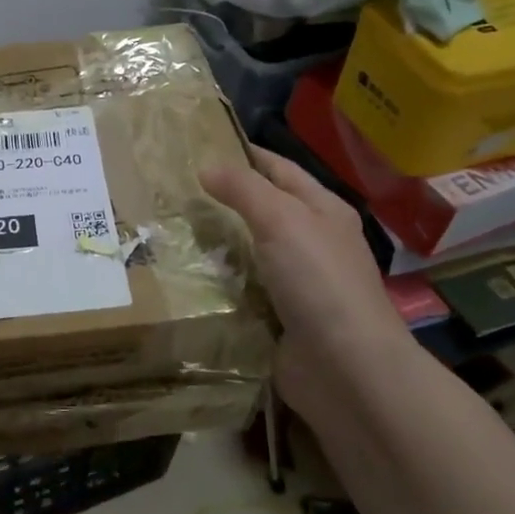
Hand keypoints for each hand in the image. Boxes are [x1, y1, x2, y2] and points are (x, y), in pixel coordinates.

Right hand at [200, 146, 410, 420]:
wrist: (345, 368)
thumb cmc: (319, 281)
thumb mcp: (282, 220)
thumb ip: (244, 190)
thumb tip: (206, 166)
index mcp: (323, 211)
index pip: (281, 170)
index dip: (247, 155)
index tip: (204, 145)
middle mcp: (314, 243)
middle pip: (264, 211)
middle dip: (225, 199)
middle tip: (174, 189)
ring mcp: (298, 283)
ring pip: (249, 251)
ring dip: (217, 243)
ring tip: (169, 229)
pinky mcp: (280, 317)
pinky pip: (242, 289)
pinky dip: (218, 281)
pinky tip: (186, 276)